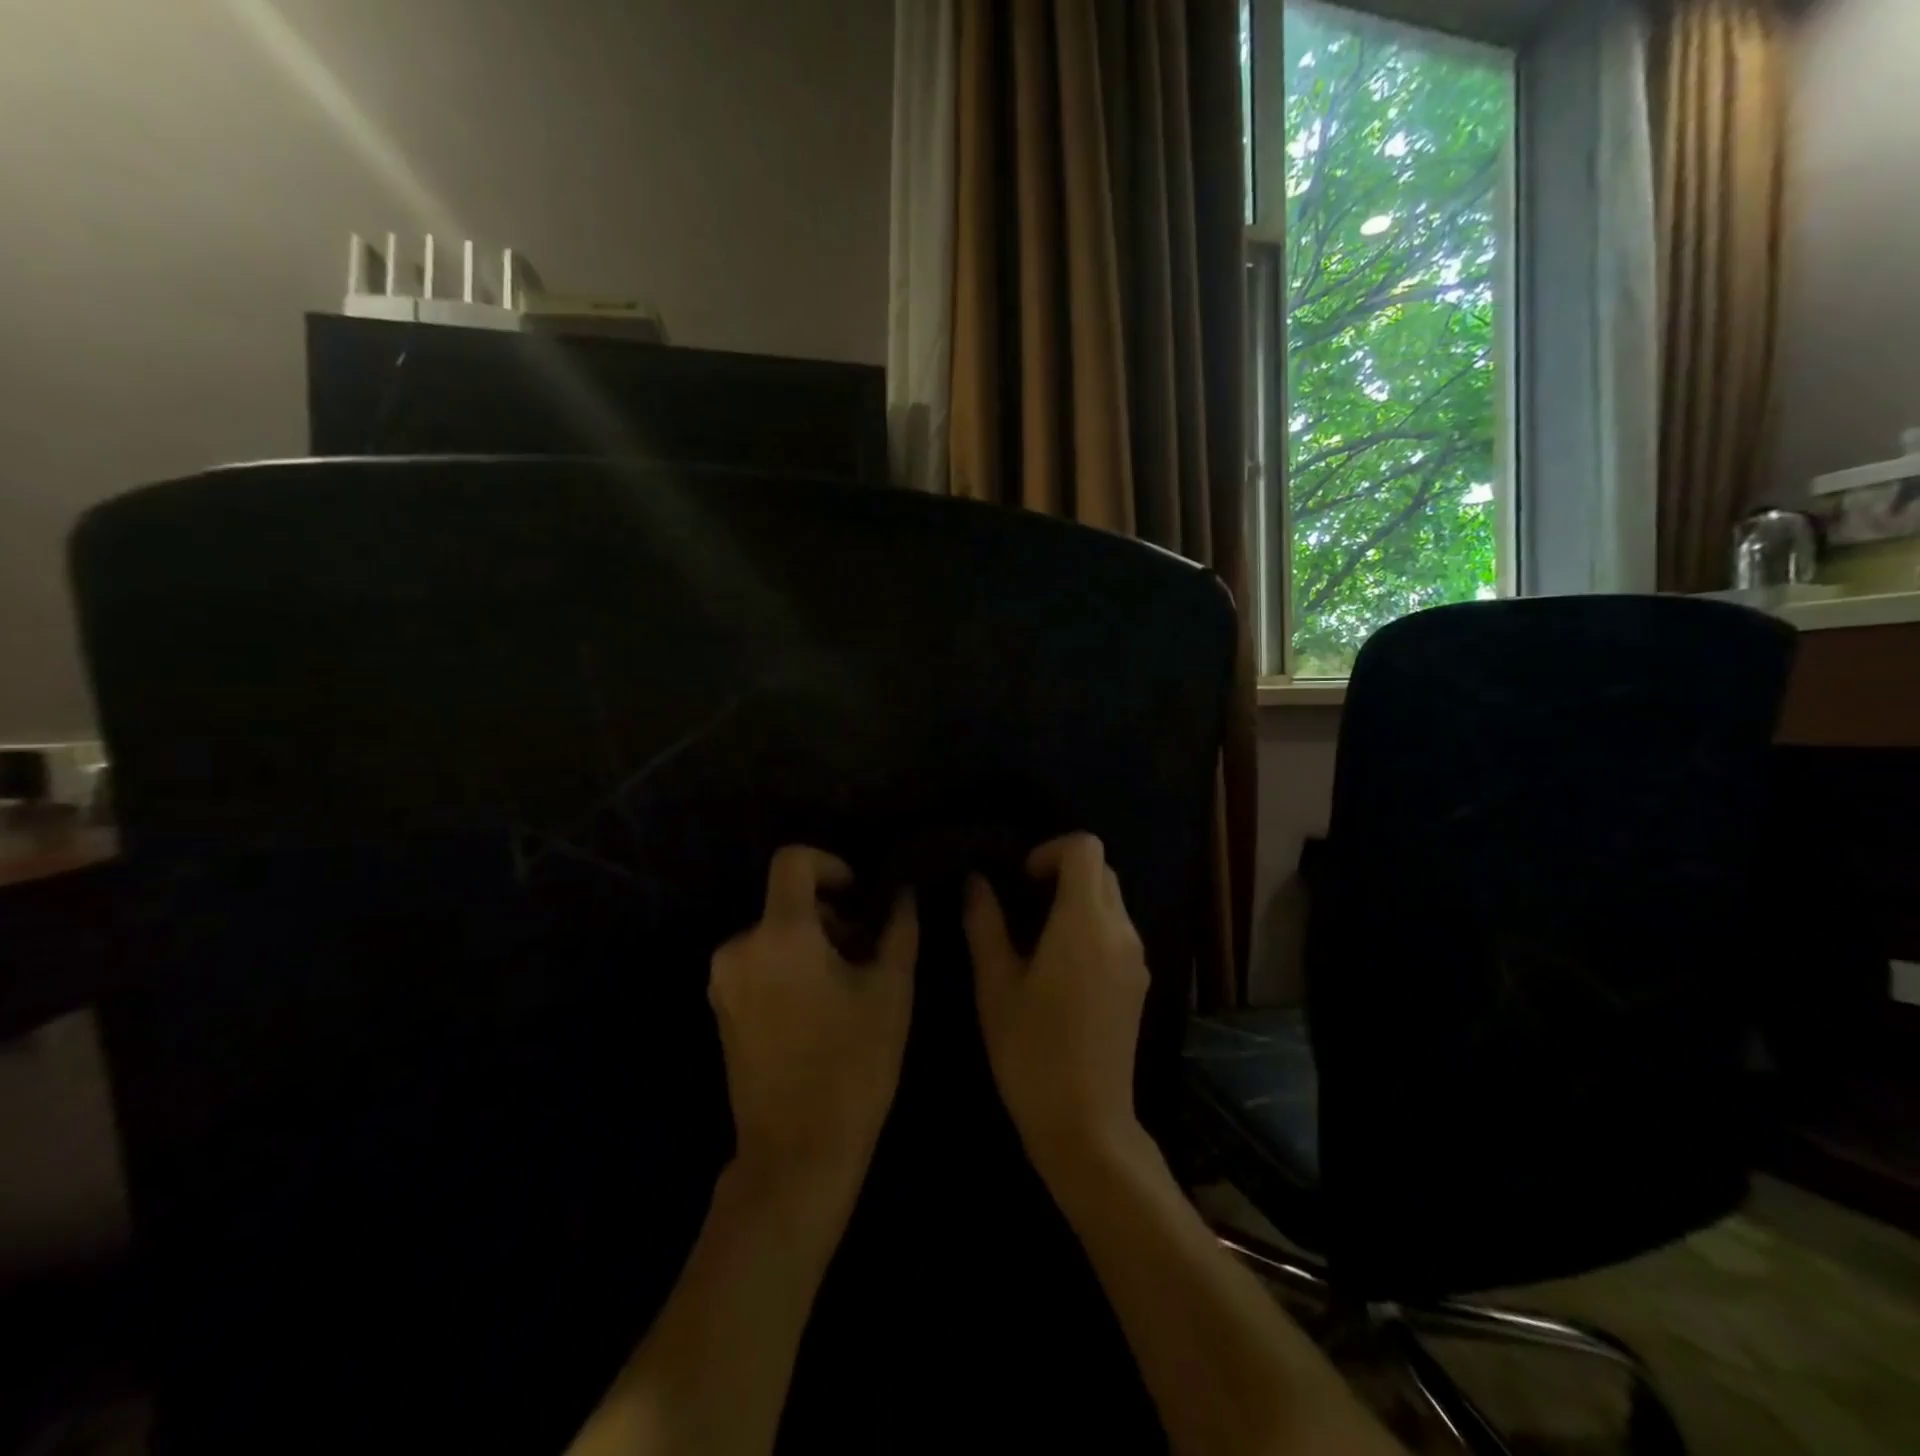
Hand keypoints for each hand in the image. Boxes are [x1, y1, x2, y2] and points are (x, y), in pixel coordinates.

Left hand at [709, 847, 916, 1205]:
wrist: (797, 1153)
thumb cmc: (853, 1064)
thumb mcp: (891, 990)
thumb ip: (898, 928)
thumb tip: (902, 893)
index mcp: (780, 934)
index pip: (793, 861)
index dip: (830, 864)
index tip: (859, 896)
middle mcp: (739, 947)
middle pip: (787, 902)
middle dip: (830, 916)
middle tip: (866, 954)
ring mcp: (723, 981)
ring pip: (775, 934)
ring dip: (813, 944)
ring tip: (847, 987)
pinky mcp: (721, 1009)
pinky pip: (759, 963)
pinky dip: (789, 967)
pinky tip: (819, 1009)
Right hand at [964, 834, 1149, 1172]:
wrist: (1086, 1123)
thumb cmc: (1031, 1051)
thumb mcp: (995, 985)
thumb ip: (985, 924)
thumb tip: (977, 882)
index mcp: (1085, 923)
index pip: (1085, 848)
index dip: (1051, 850)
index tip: (1022, 880)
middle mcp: (1121, 931)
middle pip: (1101, 870)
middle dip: (1063, 873)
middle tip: (1023, 905)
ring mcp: (1136, 958)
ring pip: (1112, 901)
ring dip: (1077, 901)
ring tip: (1037, 939)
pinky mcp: (1139, 982)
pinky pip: (1118, 931)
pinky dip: (1091, 927)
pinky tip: (1061, 968)